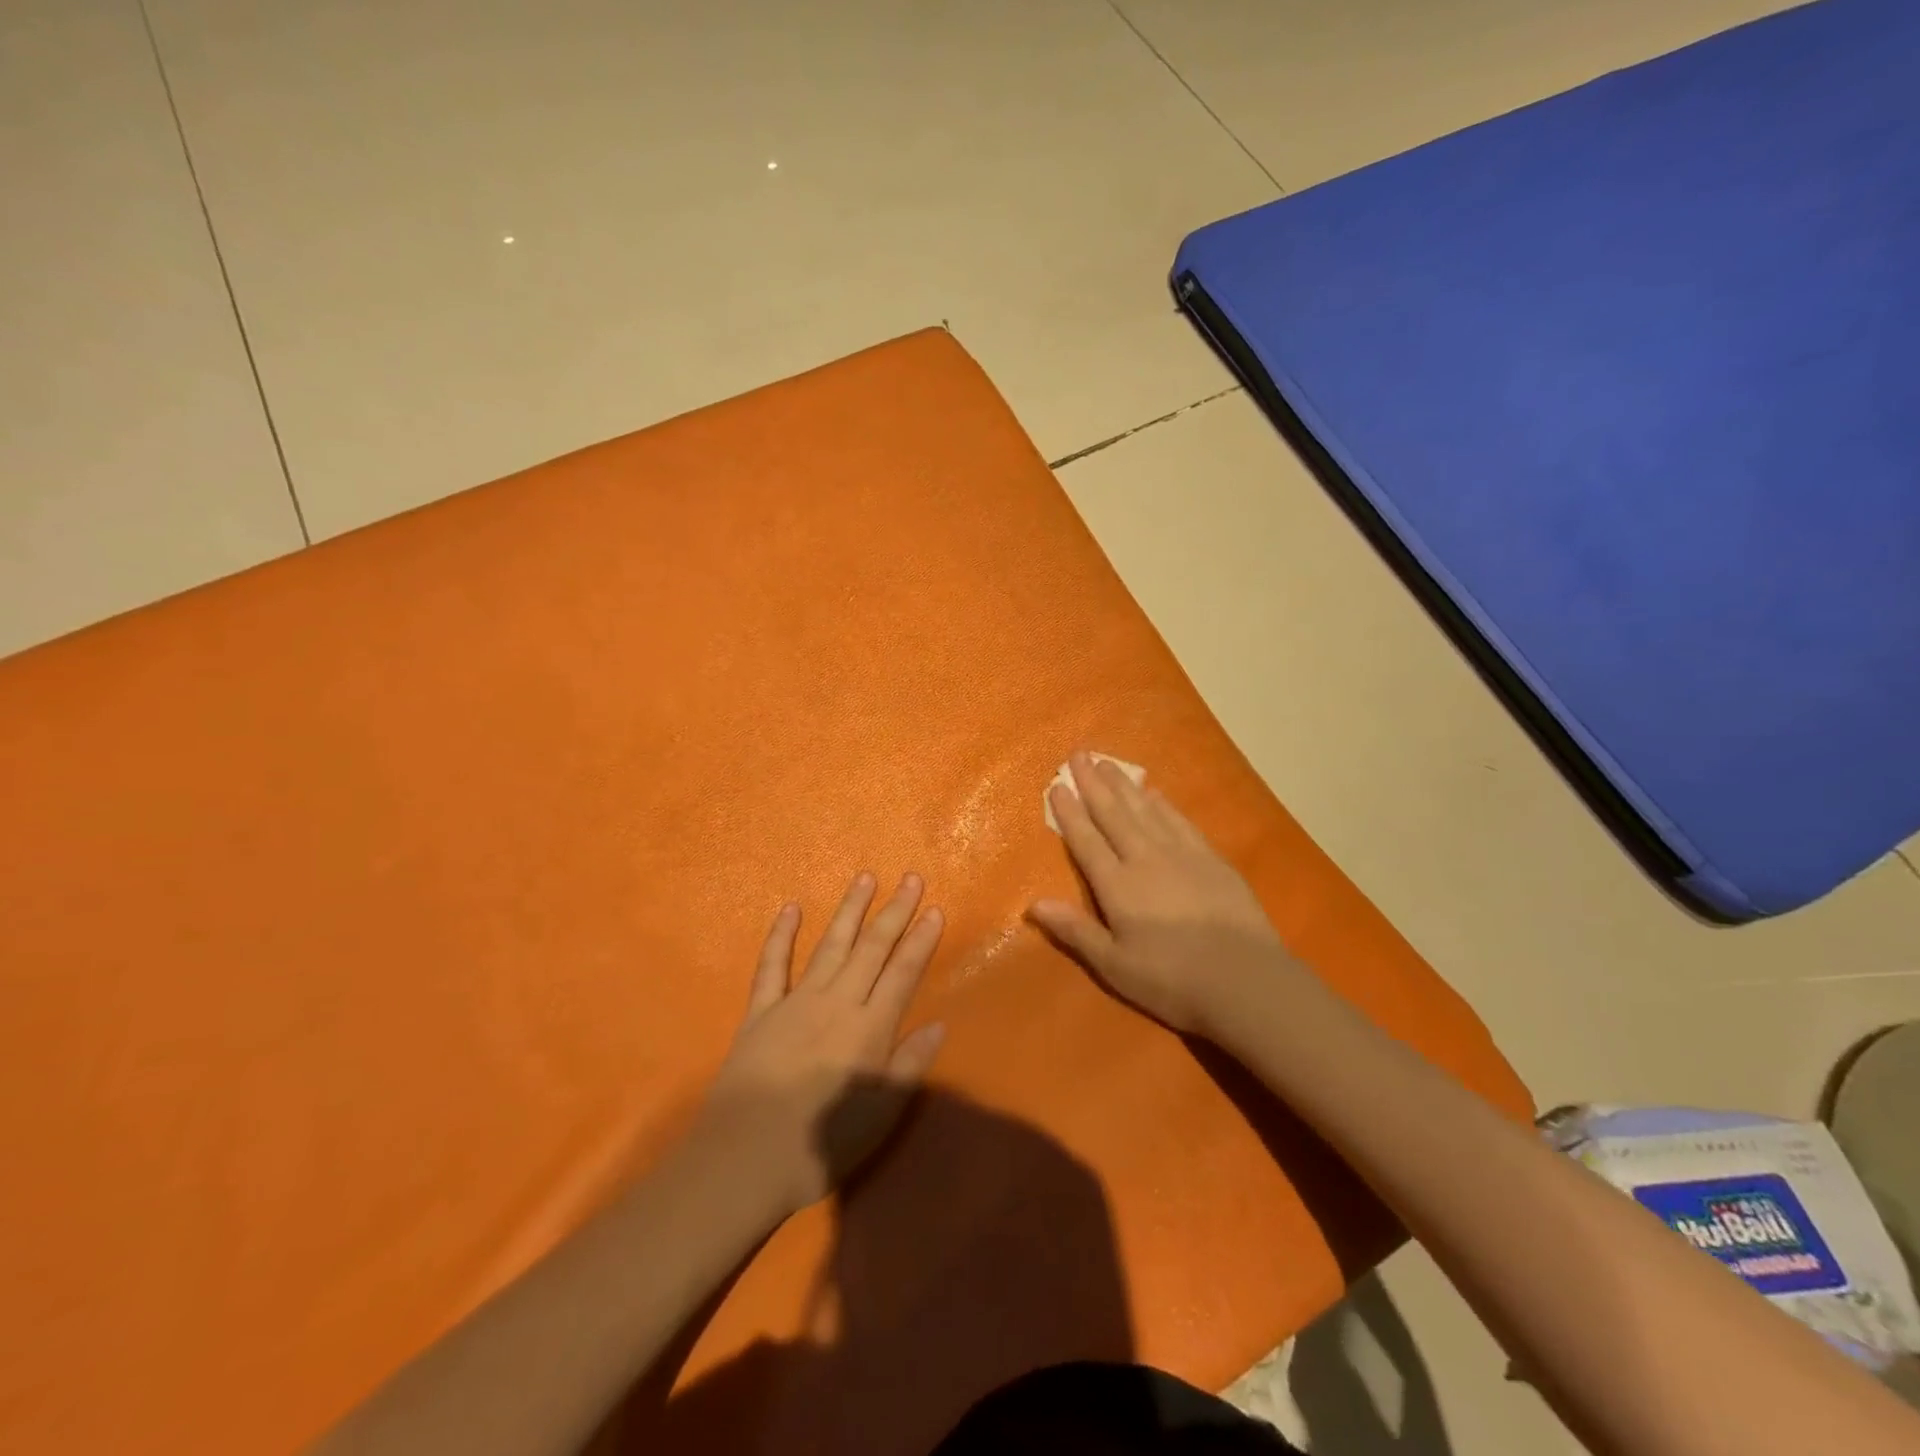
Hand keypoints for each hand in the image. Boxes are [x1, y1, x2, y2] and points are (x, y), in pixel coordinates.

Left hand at [701, 872, 946, 1215]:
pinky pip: (772, 965)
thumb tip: (939, 1024)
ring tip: (865, 877)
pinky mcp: (760, 1011)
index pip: (903, 973)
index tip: (935, 909)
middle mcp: (837, 1002)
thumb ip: (909, 1066)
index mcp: (869, 1028)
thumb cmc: (819, 1147)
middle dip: (894, 911)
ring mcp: (795, 1001)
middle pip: (871, 948)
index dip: (921, 940)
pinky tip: (791, 908)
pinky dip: (781, 935)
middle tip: (911, 878)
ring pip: (830, 945)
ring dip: (849, 910)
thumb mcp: (880, 1116)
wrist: (742, 1160)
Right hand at [1028, 751, 1291, 1036]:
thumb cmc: (1172, 980)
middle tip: (1080, 755)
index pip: (1086, 840)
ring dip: (1124, 786)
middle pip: (1114, 814)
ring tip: (1109, 764)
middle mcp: (1145, 859)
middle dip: (1094, 784)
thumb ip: (1075, 930)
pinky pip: (1179, 821)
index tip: (1057, 785)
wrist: (1246, 980)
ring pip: (1145, 810)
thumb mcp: (1114, 965)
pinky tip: (1155, 793)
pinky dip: (1163, 804)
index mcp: (1117, 885)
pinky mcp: (1211, 859)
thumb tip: (1033, 903)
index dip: (1069, 812)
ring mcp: (1181, 854)